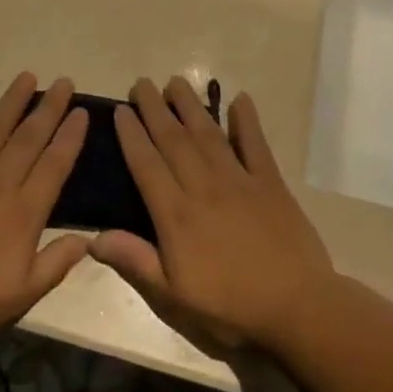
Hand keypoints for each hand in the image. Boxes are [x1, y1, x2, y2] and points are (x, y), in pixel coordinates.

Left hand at [0, 73, 89, 339]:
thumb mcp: (22, 294)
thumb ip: (56, 264)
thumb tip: (89, 239)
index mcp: (23, 211)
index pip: (54, 165)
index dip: (70, 137)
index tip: (81, 112)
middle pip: (29, 138)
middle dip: (49, 108)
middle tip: (63, 80)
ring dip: (12, 100)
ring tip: (27, 76)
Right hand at [91, 77, 332, 347]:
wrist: (299, 309)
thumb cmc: (230, 307)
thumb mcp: (174, 297)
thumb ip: (135, 262)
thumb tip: (93, 238)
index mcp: (176, 214)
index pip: (146, 164)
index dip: (131, 135)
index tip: (120, 110)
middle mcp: (203, 187)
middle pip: (173, 139)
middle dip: (154, 109)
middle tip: (141, 83)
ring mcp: (240, 181)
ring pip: (208, 134)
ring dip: (190, 105)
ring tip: (176, 81)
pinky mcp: (270, 183)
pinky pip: (256, 145)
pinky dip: (247, 121)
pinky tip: (240, 99)